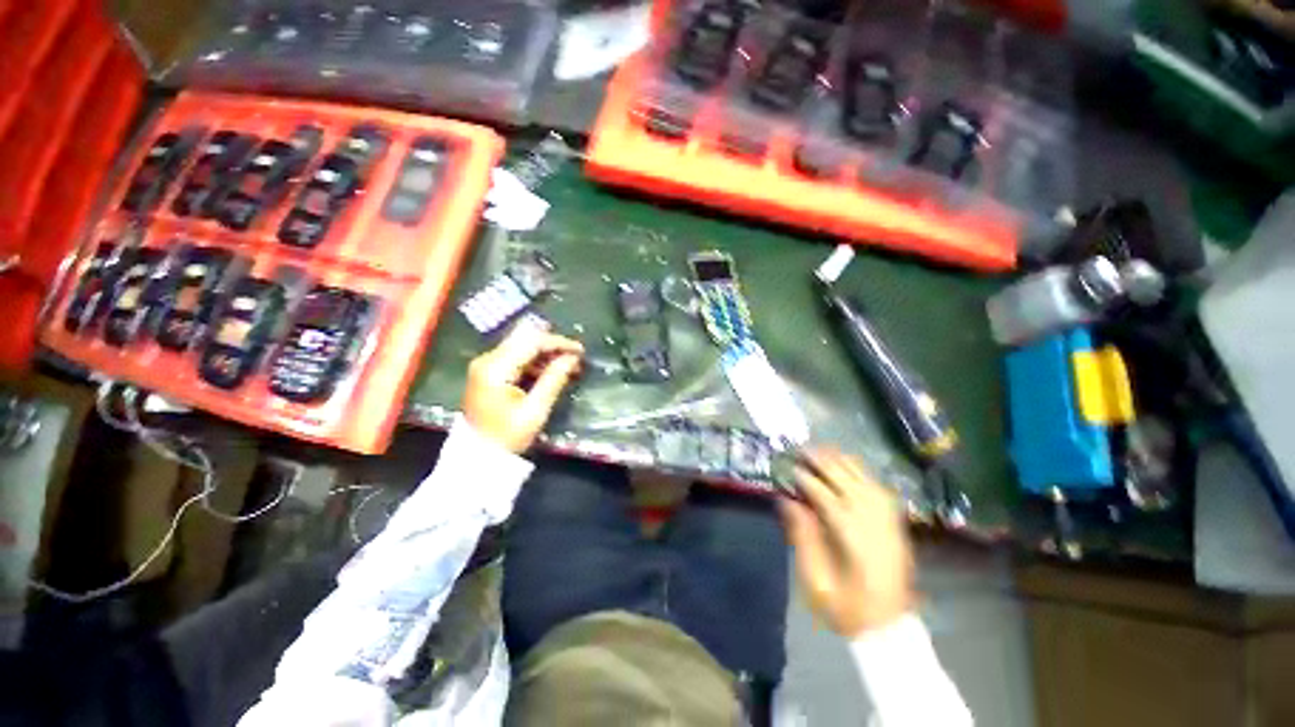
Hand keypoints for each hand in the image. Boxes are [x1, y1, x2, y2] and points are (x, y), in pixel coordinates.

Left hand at [461, 323, 583, 453]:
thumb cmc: (507, 436)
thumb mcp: (535, 410)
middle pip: (525, 339)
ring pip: (522, 347)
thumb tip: (572, 359)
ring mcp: (486, 365)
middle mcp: (487, 360)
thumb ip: (554, 379)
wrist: (479, 456)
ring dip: (546, 353)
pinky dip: (536, 362)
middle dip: (553, 345)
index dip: (559, 343)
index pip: (531, 342)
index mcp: (496, 368)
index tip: (580, 351)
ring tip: (568, 366)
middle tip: (575, 357)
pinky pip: (516, 358)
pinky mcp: (489, 373)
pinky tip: (551, 372)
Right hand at [781, 450, 915, 636]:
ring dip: (842, 462)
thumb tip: (788, 501)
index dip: (807, 480)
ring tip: (822, 450)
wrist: (888, 628)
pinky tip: (849, 465)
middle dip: (823, 462)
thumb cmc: (845, 608)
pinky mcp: (895, 525)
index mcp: (853, 540)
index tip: (790, 468)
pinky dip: (862, 473)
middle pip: (847, 482)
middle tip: (802, 449)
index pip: (827, 498)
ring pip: (866, 481)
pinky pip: (879, 489)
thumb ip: (802, 538)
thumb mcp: (815, 581)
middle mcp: (873, 525)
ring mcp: (888, 523)